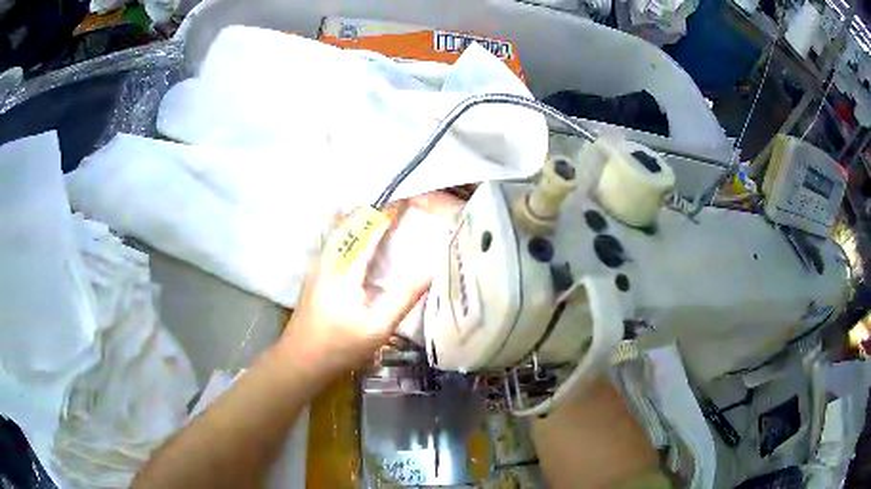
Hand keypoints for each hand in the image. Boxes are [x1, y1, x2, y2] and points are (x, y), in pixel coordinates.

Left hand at [273, 209, 430, 384]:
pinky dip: (351, 233)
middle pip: (348, 221)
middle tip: (398, 208)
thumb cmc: (339, 347)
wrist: (300, 360)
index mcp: (344, 268)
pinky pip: (334, 242)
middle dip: (373, 209)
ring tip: (384, 220)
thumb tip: (428, 269)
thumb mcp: (377, 328)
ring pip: (338, 230)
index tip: (407, 201)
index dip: (387, 212)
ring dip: (360, 219)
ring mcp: (317, 266)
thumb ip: (403, 297)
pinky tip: (362, 246)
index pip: (367, 229)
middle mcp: (327, 259)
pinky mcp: (314, 275)